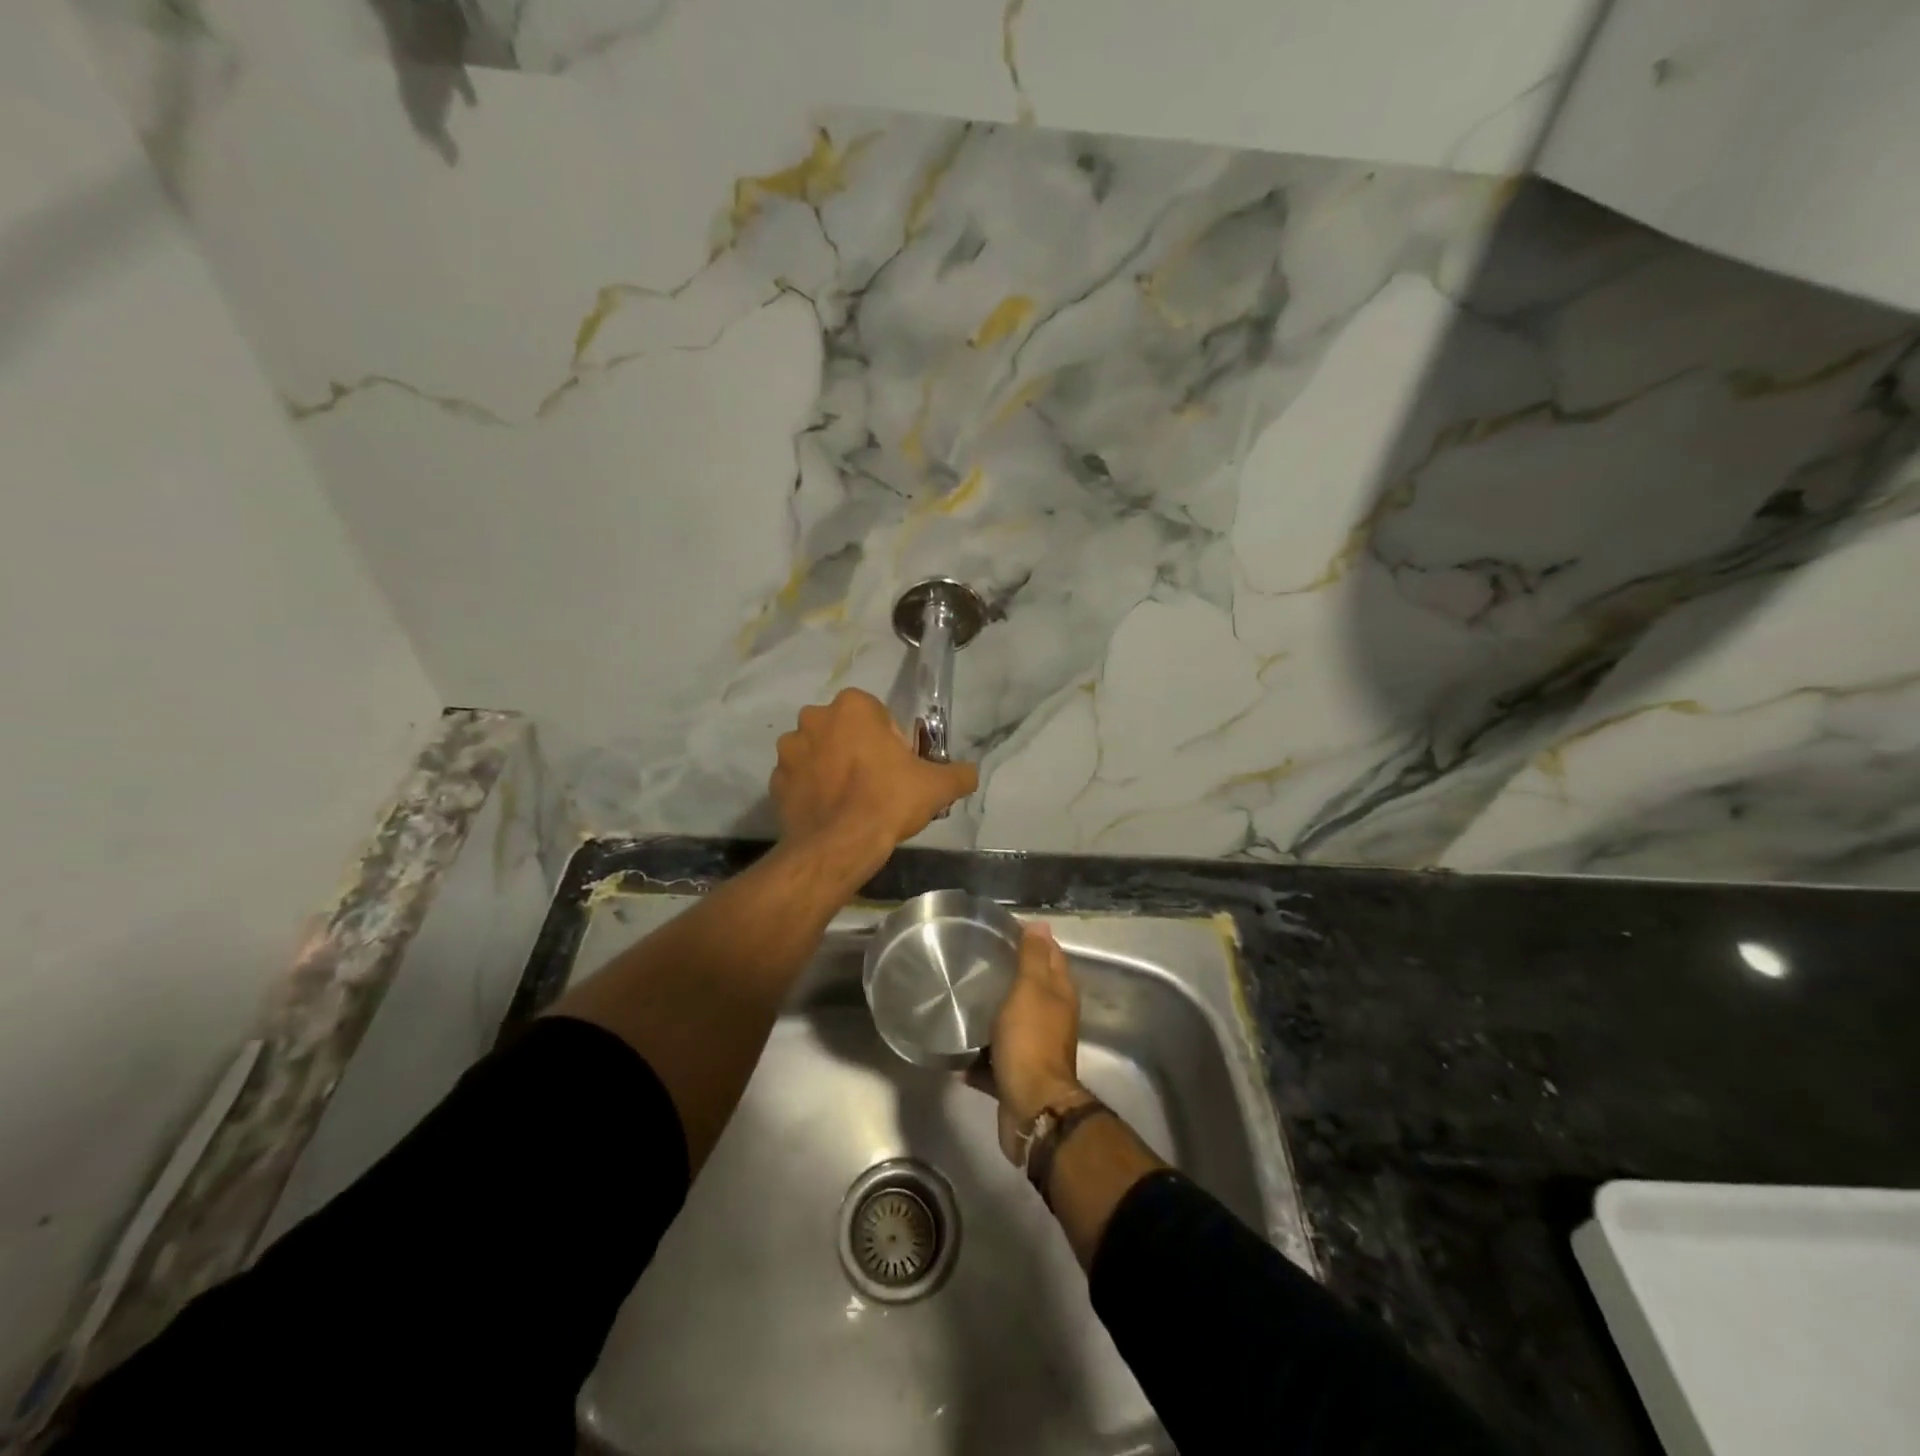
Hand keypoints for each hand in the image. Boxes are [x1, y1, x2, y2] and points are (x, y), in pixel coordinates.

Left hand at [770, 688, 977, 869]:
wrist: (838, 847)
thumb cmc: (888, 801)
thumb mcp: (937, 786)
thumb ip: (959, 773)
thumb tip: (970, 774)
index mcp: (852, 706)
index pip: (877, 714)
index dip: (891, 740)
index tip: (898, 767)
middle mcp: (814, 718)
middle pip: (845, 730)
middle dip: (857, 749)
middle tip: (877, 784)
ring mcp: (789, 750)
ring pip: (818, 752)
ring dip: (831, 768)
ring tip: (851, 802)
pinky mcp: (775, 781)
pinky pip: (799, 779)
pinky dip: (812, 791)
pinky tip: (831, 813)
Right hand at [984, 924, 1091, 1163]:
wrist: (1031, 1107)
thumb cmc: (1030, 1041)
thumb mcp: (1030, 989)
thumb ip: (1033, 958)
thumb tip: (1041, 924)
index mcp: (1059, 994)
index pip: (1051, 955)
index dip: (1032, 939)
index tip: (1002, 929)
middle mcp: (1052, 1019)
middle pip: (1031, 989)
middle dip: (1009, 975)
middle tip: (976, 960)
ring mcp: (1035, 1048)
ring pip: (1012, 1023)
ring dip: (993, 1015)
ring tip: (961, 1001)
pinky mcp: (1017, 1075)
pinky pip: (995, 1058)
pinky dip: (979, 1055)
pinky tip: (956, 1051)